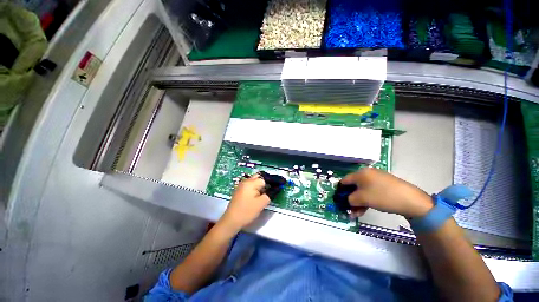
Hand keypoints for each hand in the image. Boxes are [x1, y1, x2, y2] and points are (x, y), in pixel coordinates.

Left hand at [218, 173, 270, 231]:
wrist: (231, 221)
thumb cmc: (247, 212)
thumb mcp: (261, 204)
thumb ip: (269, 194)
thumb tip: (275, 189)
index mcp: (251, 183)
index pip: (264, 179)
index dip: (271, 184)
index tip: (276, 189)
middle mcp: (246, 181)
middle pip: (259, 177)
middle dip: (266, 182)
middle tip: (271, 190)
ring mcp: (242, 185)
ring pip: (254, 180)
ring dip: (260, 185)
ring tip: (265, 193)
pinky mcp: (240, 190)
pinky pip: (250, 185)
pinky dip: (255, 187)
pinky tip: (257, 195)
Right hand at [341, 168, 433, 218]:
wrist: (411, 200)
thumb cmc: (382, 196)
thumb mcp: (362, 199)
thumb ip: (349, 199)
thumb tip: (346, 201)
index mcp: (360, 173)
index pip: (344, 181)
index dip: (340, 191)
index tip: (340, 201)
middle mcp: (367, 173)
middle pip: (353, 186)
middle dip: (350, 199)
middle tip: (350, 210)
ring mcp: (377, 178)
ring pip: (362, 190)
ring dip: (358, 201)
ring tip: (358, 213)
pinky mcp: (385, 183)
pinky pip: (371, 190)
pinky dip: (367, 199)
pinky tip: (367, 208)